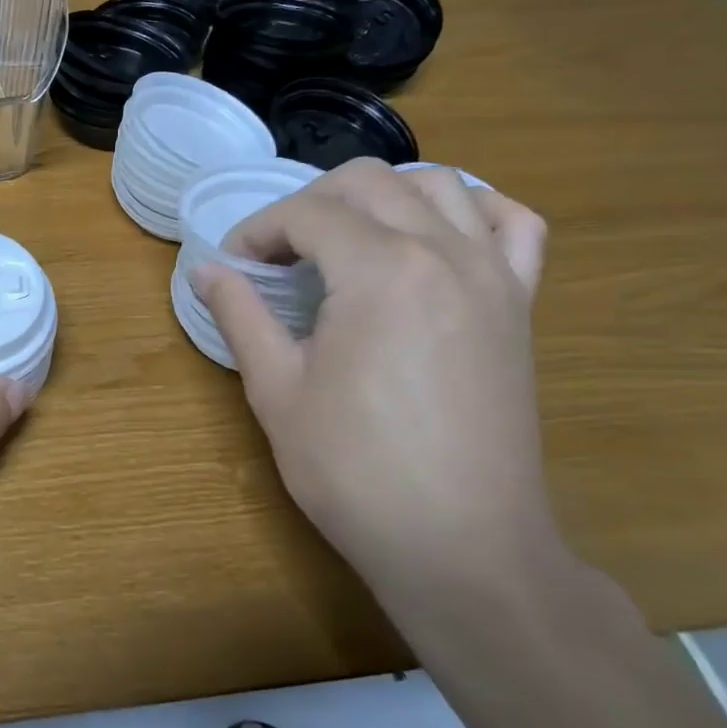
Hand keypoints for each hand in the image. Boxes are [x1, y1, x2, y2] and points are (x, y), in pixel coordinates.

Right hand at [191, 160, 556, 592]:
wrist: (462, 545)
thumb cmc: (355, 471)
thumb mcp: (277, 391)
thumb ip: (241, 315)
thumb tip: (206, 270)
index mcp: (379, 271)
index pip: (306, 213)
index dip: (258, 230)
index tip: (236, 265)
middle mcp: (443, 252)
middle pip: (369, 182)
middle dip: (310, 202)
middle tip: (280, 251)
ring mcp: (492, 274)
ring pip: (440, 184)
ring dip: (382, 196)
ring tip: (348, 238)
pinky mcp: (520, 303)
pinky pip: (511, 224)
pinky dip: (472, 210)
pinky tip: (437, 238)